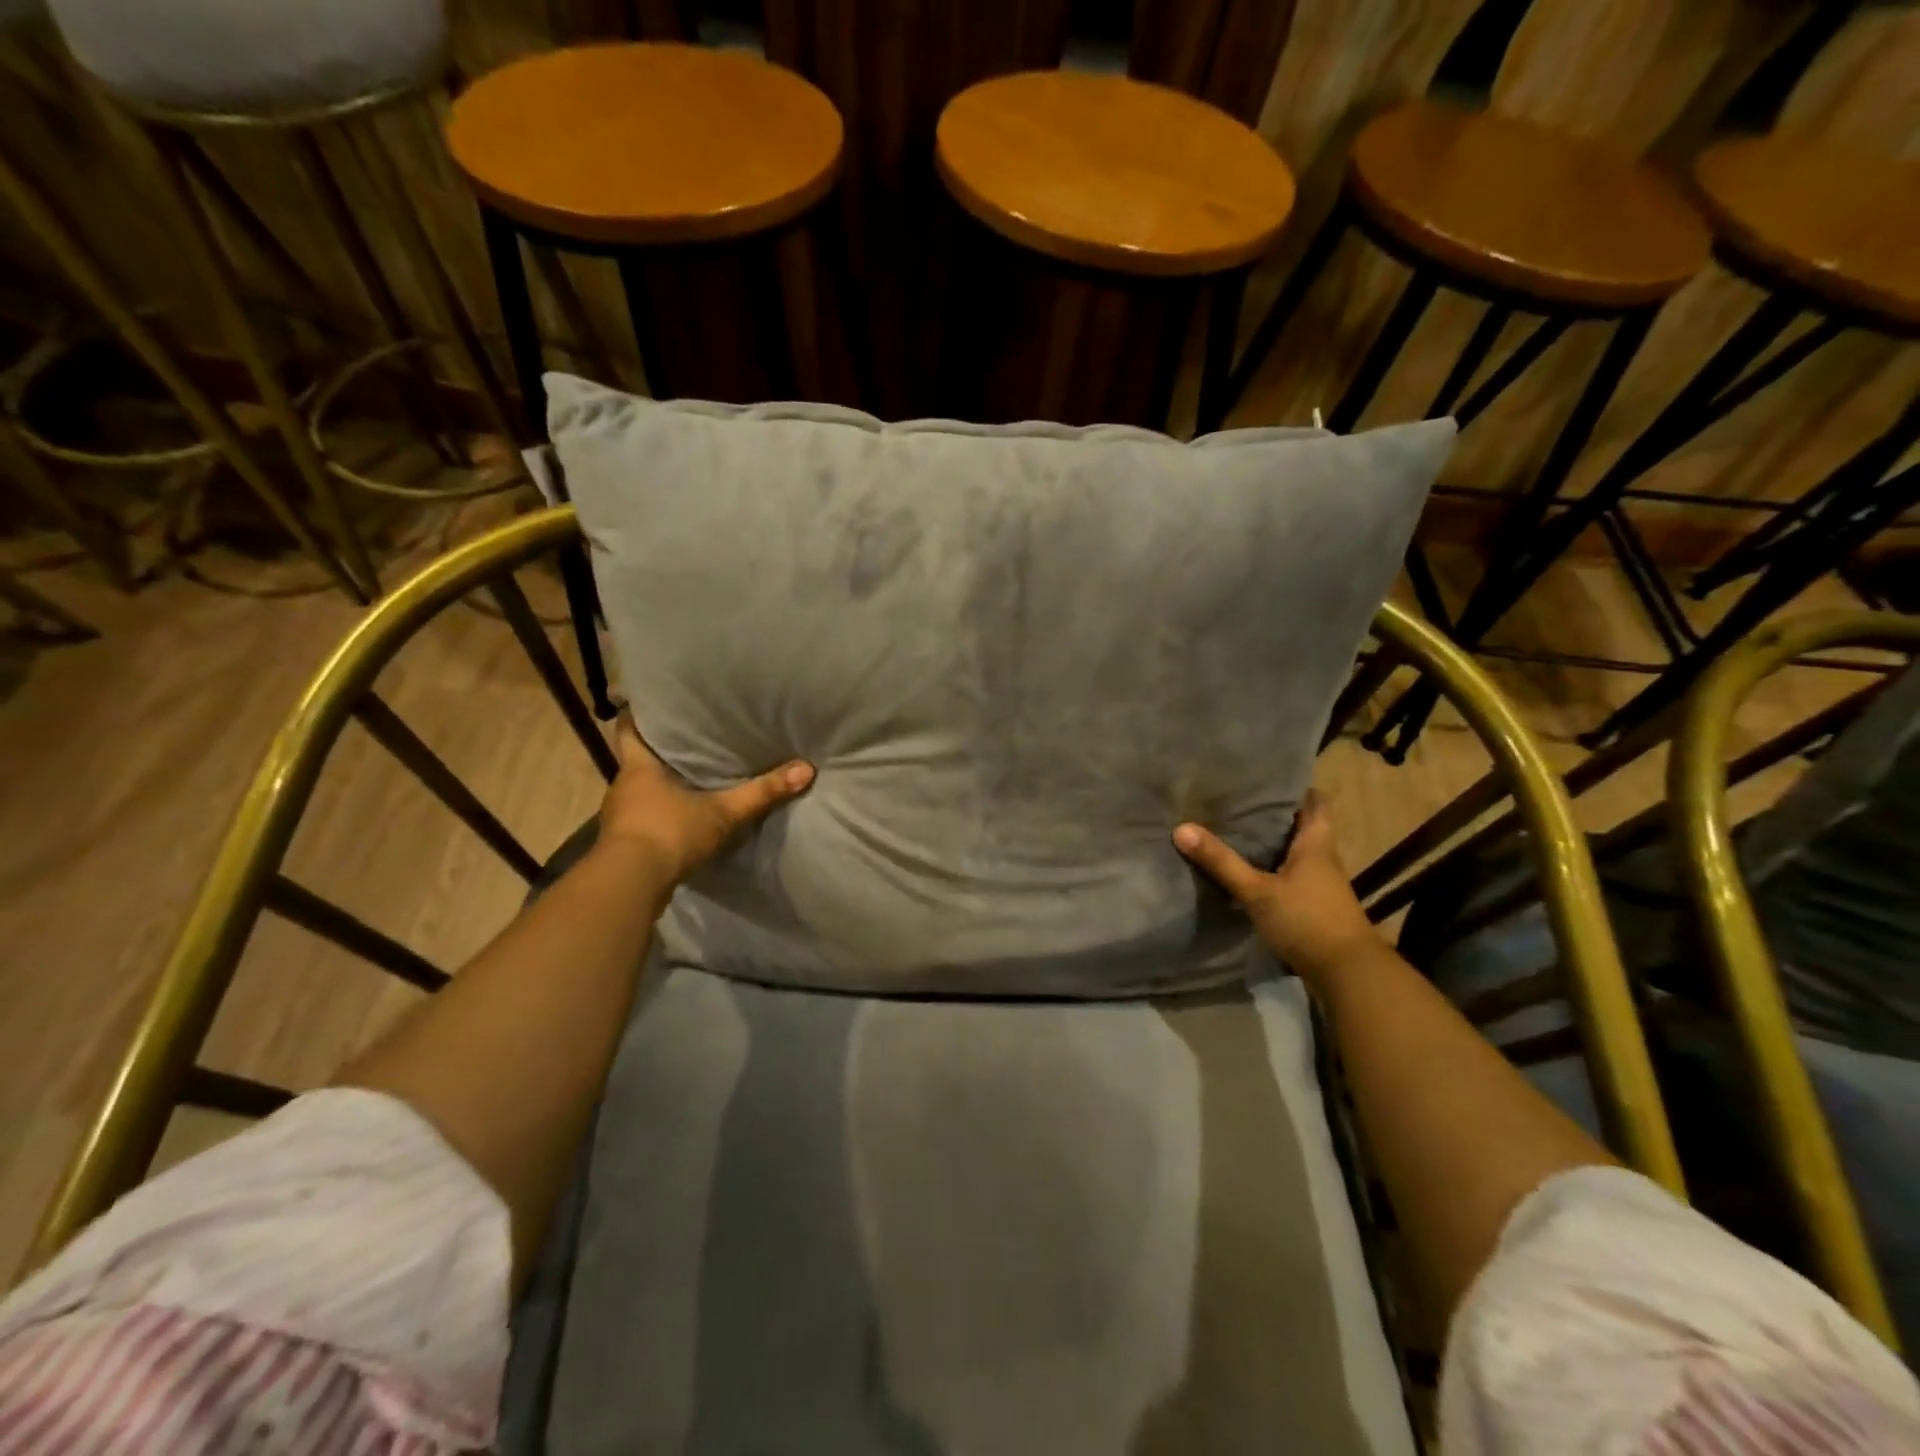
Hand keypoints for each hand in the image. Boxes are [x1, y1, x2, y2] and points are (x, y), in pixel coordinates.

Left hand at [598, 715, 813, 885]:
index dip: (639, 714)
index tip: (655, 703)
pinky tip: (680, 816)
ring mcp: (620, 816)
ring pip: (640, 789)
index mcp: (639, 766)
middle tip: (688, 738)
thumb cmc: (670, 833)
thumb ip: (762, 792)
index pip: (628, 728)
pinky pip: (642, 817)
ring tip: (689, 776)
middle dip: (660, 750)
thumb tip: (806, 769)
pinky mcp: (623, 842)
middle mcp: (623, 785)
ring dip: (660, 784)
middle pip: (638, 758)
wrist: (631, 885)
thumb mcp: (724, 813)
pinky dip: (659, 813)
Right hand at [1174, 791, 1381, 978]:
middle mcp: (1323, 859)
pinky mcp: (1315, 908)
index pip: (1317, 803)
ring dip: (1273, 845)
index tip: (1267, 780)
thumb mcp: (1257, 891)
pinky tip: (1248, 875)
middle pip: (1303, 827)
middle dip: (1275, 816)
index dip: (1297, 789)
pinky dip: (1272, 871)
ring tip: (1236, 834)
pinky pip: (1291, 878)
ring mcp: (1321, 886)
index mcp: (1317, 844)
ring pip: (1296, 853)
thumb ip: (1221, 862)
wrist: (1347, 974)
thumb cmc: (1307, 920)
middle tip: (1238, 804)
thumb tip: (1182, 828)